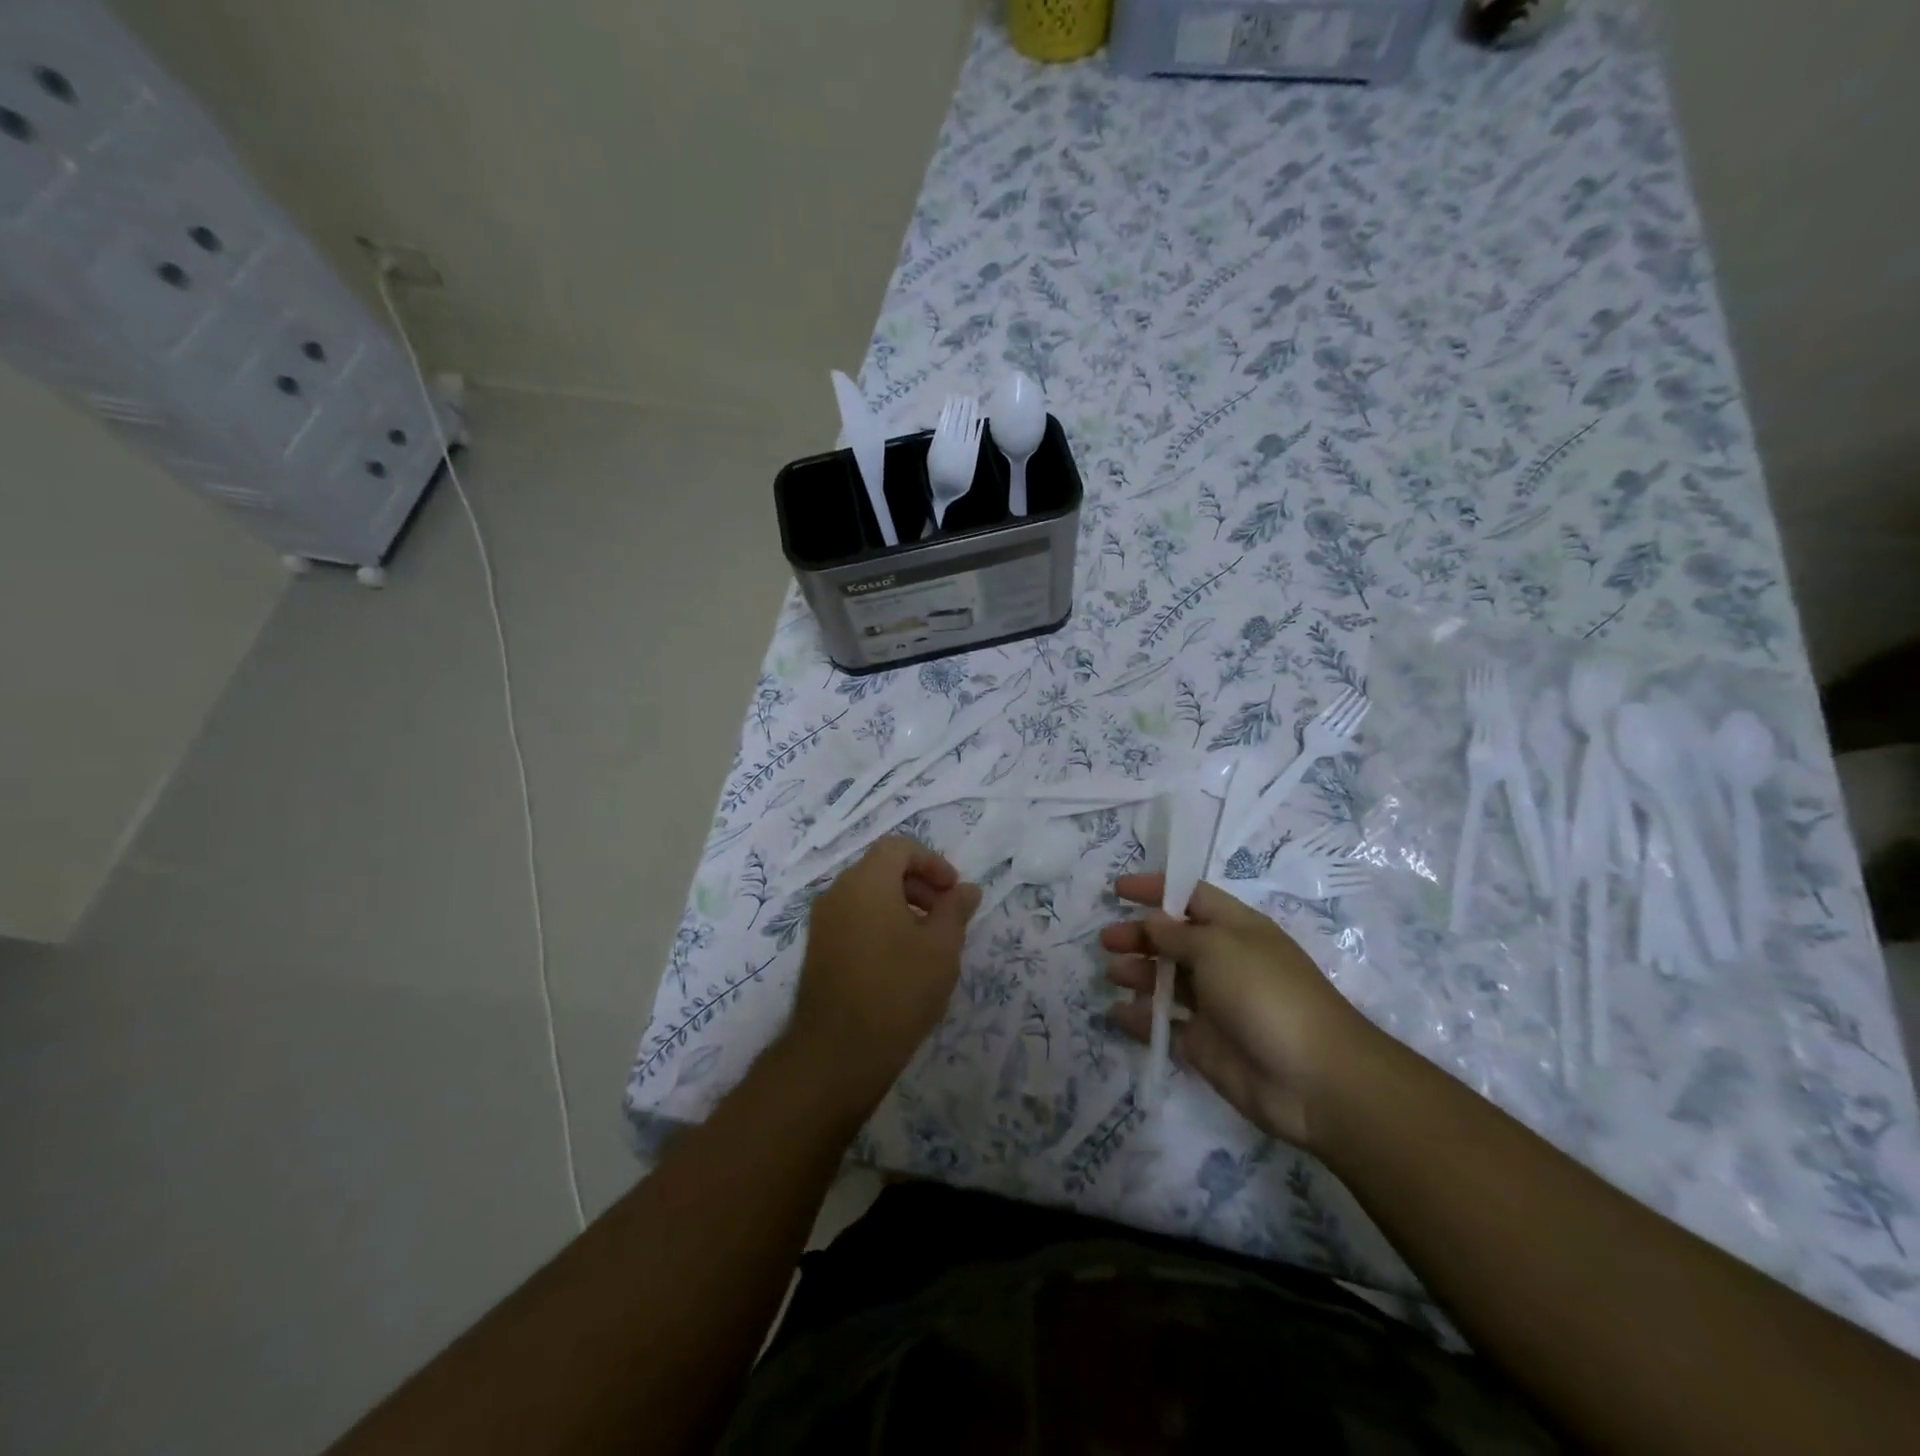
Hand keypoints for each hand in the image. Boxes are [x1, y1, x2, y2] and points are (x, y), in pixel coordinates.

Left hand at [788, 836, 980, 1108]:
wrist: (837, 1053)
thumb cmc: (897, 990)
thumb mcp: (942, 948)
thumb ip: (955, 910)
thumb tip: (966, 889)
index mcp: (866, 881)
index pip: (899, 848)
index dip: (932, 862)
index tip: (953, 892)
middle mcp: (838, 892)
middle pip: (881, 868)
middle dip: (919, 884)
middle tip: (946, 916)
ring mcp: (823, 922)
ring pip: (867, 894)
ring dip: (901, 904)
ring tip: (927, 942)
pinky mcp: (818, 949)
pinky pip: (853, 918)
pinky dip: (880, 923)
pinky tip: (900, 961)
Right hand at [1102, 874, 1381, 1149]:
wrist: (1313, 1078)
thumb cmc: (1265, 993)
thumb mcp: (1218, 948)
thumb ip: (1177, 935)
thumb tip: (1151, 921)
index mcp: (1235, 929)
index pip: (1191, 896)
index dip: (1156, 889)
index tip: (1118, 889)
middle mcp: (1224, 962)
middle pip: (1173, 940)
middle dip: (1139, 935)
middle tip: (1106, 940)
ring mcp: (1215, 1005)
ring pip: (1167, 981)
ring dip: (1137, 974)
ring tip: (1111, 974)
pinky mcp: (1205, 1044)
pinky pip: (1165, 1025)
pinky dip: (1140, 1019)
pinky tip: (1116, 1014)